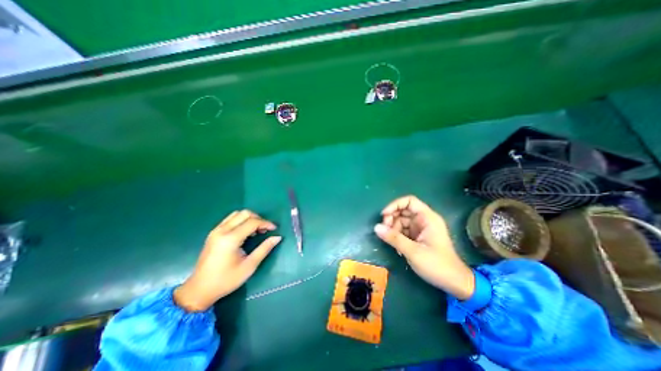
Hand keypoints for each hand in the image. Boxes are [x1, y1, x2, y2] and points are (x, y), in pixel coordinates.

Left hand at [173, 210, 280, 311]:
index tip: (274, 229)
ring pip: (237, 214)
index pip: (252, 222)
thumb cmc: (226, 280)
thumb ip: (264, 249)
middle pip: (245, 213)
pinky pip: (230, 219)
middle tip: (265, 229)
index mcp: (230, 239)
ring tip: (256, 230)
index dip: (266, 223)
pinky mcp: (213, 233)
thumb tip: (278, 237)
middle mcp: (222, 230)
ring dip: (249, 218)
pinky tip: (245, 232)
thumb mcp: (249, 266)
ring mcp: (216, 230)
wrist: (199, 290)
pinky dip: (241, 221)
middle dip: (258, 218)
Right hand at [375, 196, 472, 299]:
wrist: (454, 283)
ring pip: (401, 221)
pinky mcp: (418, 237)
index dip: (395, 205)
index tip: (384, 215)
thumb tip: (376, 227)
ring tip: (391, 242)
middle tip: (384, 230)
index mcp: (427, 218)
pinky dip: (397, 236)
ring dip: (393, 229)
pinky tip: (397, 248)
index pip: (409, 201)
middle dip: (392, 218)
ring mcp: (421, 228)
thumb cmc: (437, 265)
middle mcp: (424, 220)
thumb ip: (394, 238)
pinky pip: (403, 231)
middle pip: (403, 211)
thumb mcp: (413, 252)